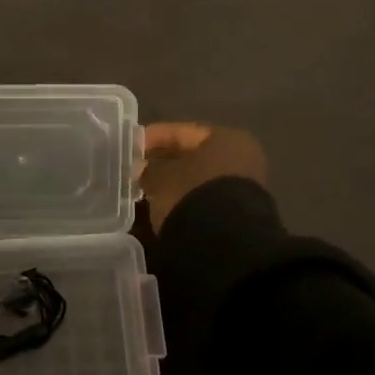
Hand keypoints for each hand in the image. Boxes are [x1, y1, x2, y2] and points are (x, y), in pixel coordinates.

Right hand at [140, 124, 266, 231]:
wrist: (224, 242)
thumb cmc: (191, 194)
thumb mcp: (161, 178)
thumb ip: (149, 169)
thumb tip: (141, 170)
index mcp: (227, 138)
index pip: (183, 132)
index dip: (154, 137)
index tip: (131, 145)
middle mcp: (241, 158)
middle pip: (193, 156)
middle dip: (164, 162)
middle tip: (136, 168)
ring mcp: (243, 188)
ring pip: (199, 179)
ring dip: (174, 183)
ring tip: (146, 190)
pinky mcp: (238, 214)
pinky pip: (204, 199)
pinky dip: (185, 200)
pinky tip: (164, 206)